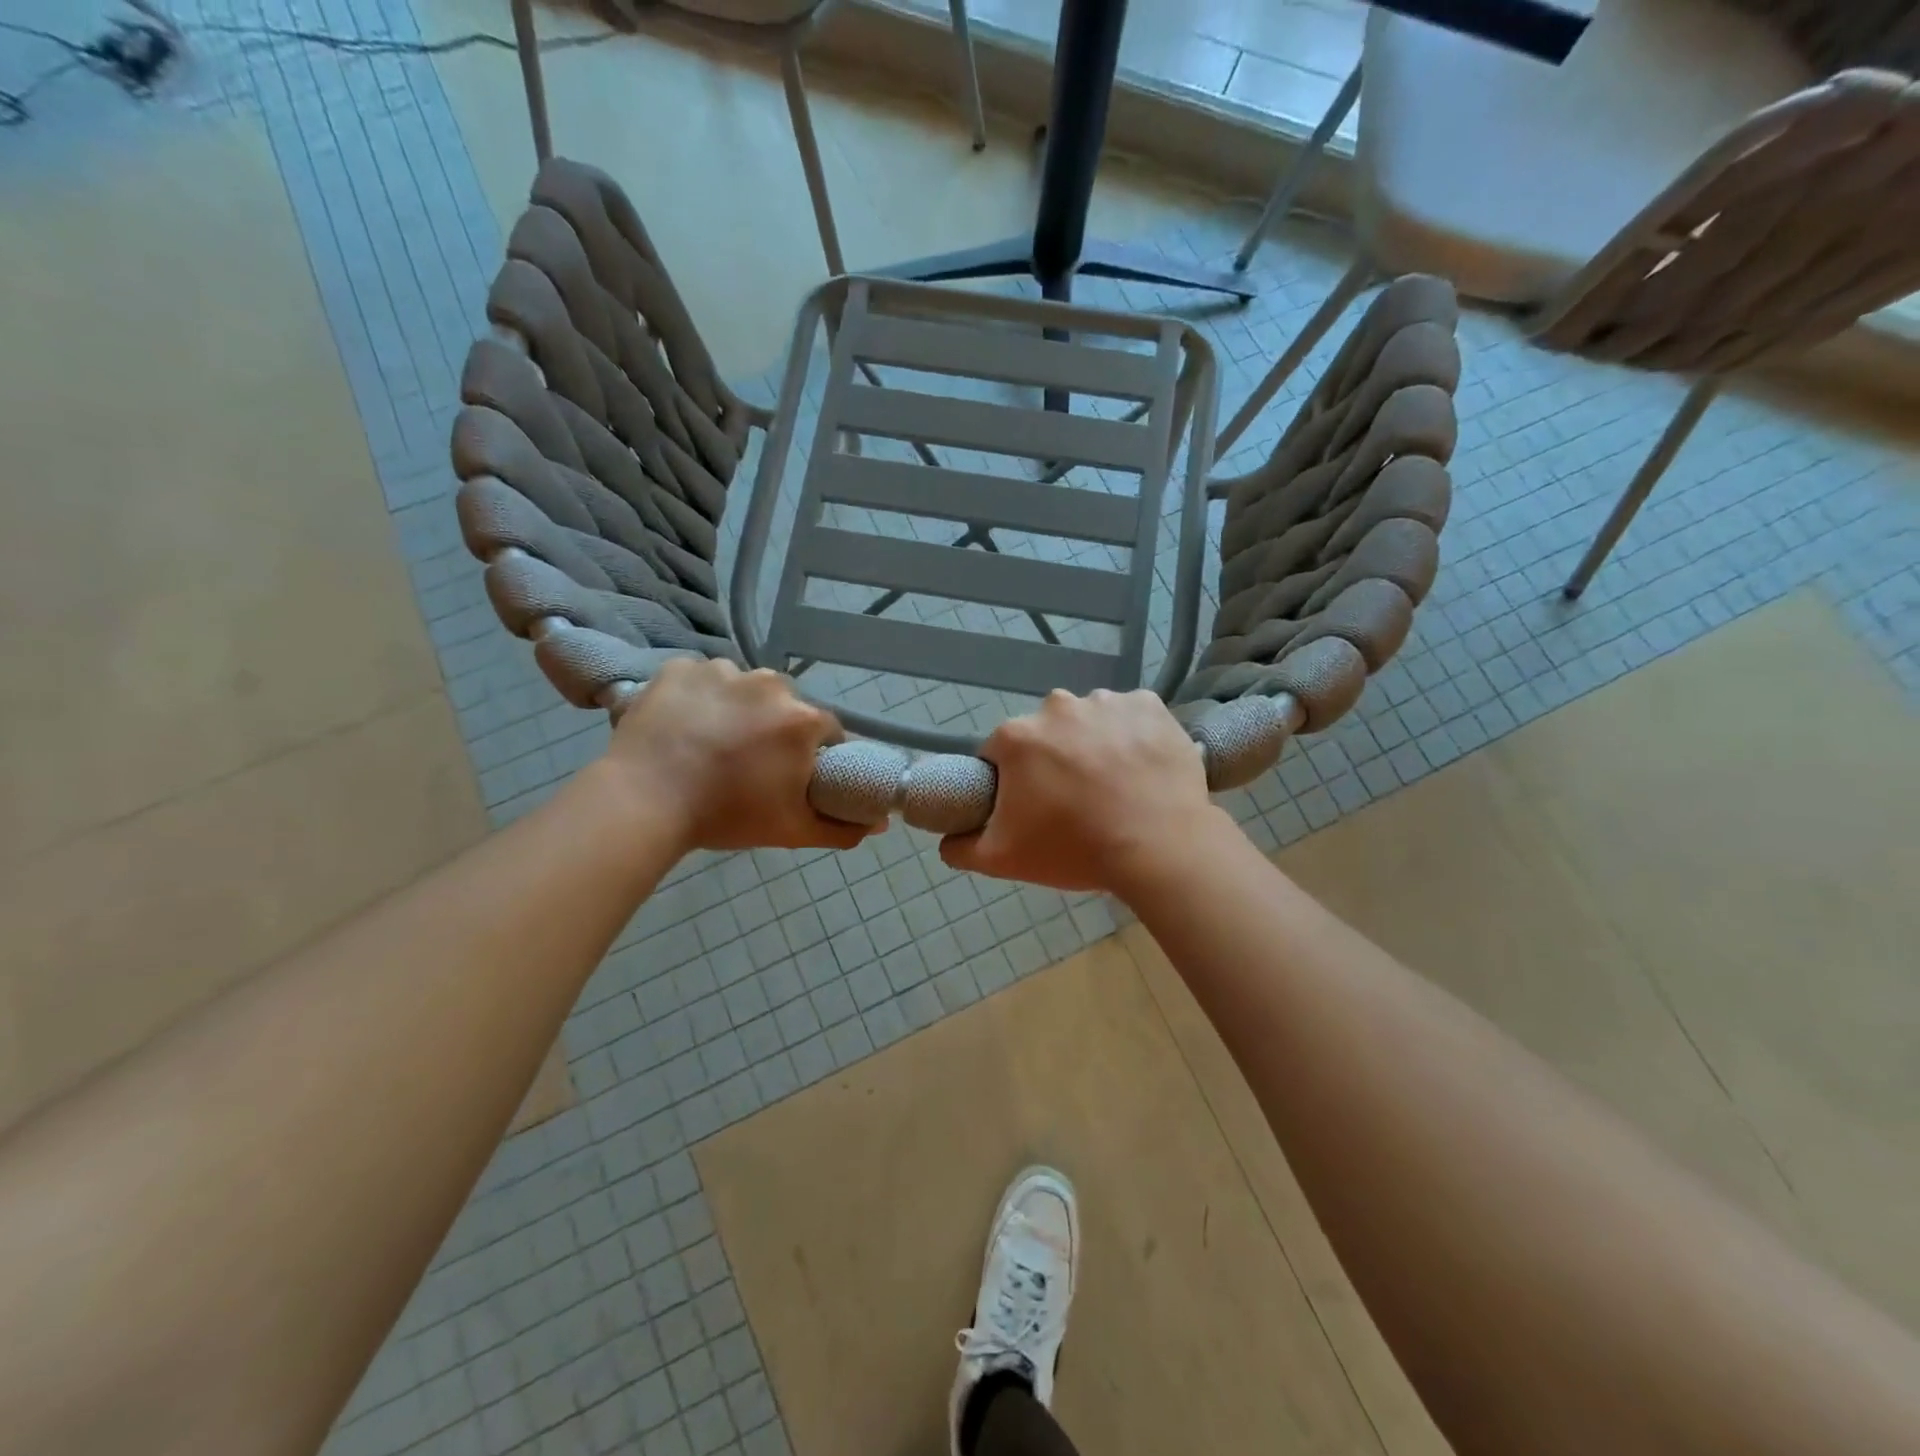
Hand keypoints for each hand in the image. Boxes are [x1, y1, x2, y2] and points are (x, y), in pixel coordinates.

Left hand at [602, 659, 874, 853]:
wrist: (643, 802)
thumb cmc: (726, 815)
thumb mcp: (792, 830)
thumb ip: (843, 828)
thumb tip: (880, 824)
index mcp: (802, 719)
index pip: (826, 731)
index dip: (813, 754)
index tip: (792, 775)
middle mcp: (769, 683)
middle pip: (785, 706)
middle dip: (775, 730)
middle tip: (748, 764)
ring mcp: (721, 670)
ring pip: (743, 689)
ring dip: (736, 710)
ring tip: (710, 745)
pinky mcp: (679, 668)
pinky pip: (701, 679)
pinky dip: (698, 698)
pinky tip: (684, 726)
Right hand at [940, 689, 1230, 895]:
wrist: (1160, 848)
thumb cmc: (1075, 849)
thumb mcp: (1002, 859)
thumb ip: (961, 847)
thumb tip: (947, 840)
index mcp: (1017, 736)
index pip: (1000, 754)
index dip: (1012, 781)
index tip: (1032, 806)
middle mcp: (1057, 706)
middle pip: (1045, 734)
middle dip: (1053, 760)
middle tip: (1075, 800)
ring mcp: (1107, 701)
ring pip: (1089, 722)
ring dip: (1094, 744)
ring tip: (1115, 786)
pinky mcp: (1150, 704)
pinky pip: (1131, 716)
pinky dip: (1133, 735)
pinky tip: (1142, 767)